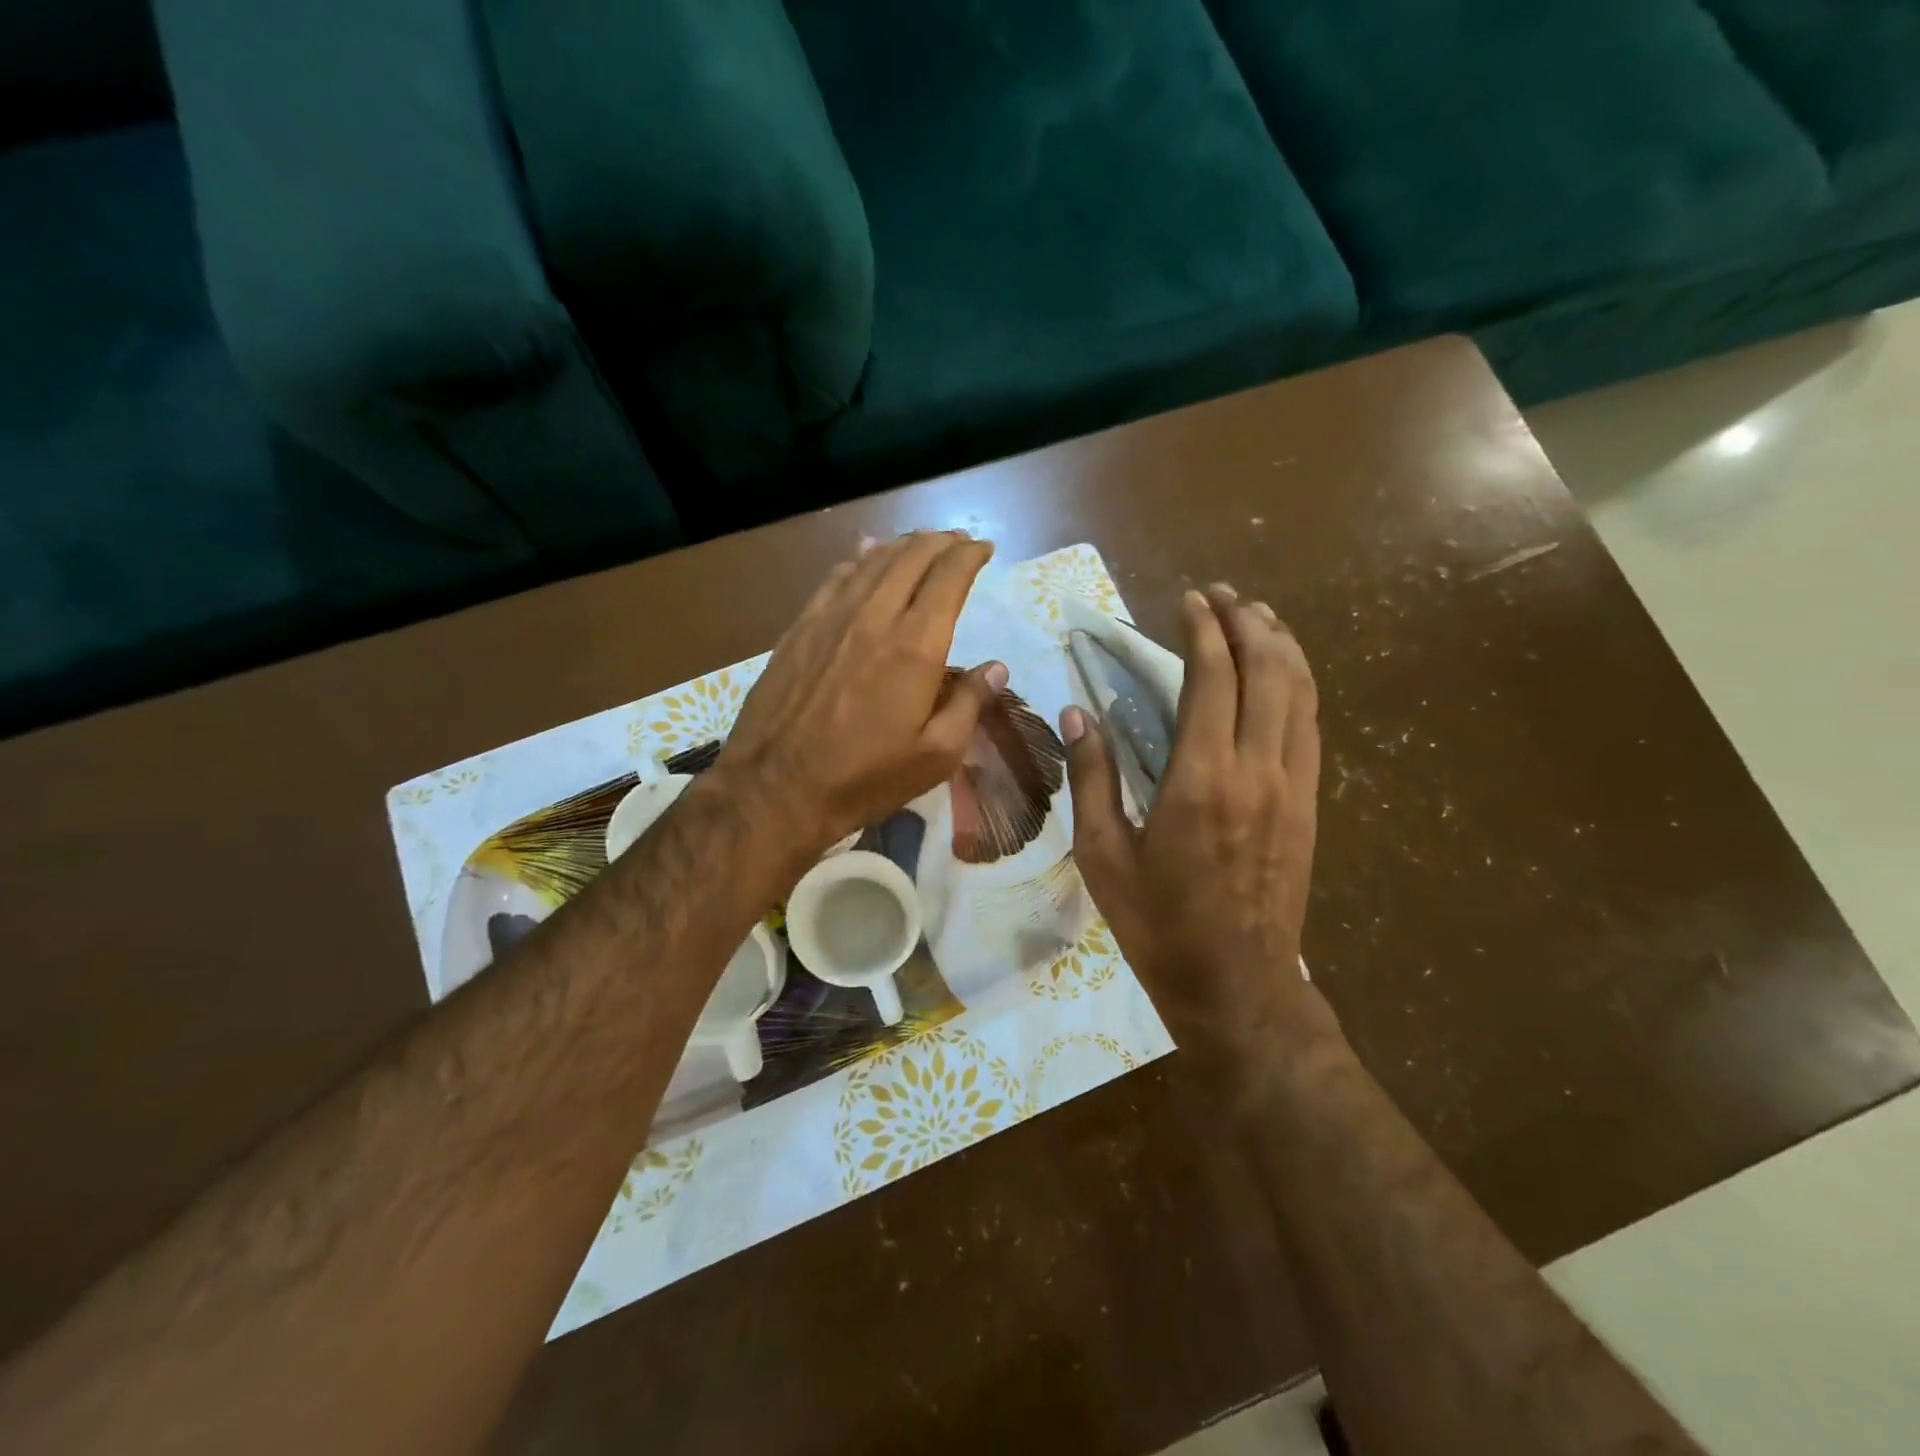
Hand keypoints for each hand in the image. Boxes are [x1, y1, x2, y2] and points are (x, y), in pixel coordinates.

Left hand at [715, 531, 1007, 861]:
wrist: (775, 787)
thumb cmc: (865, 777)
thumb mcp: (935, 755)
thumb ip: (969, 704)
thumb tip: (996, 668)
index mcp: (915, 645)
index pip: (949, 577)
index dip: (970, 555)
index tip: (984, 549)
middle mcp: (874, 616)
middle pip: (912, 556)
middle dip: (941, 542)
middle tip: (958, 542)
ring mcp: (831, 617)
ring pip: (873, 560)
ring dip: (903, 545)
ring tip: (921, 544)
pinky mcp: (800, 628)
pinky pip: (836, 577)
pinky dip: (860, 559)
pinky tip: (866, 556)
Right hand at [1062, 585, 1333, 1082]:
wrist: (1237, 984)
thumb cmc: (1158, 924)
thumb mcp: (1103, 856)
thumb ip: (1093, 778)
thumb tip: (1079, 715)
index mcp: (1201, 779)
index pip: (1212, 678)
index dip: (1204, 630)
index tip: (1189, 600)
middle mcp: (1257, 770)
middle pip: (1269, 670)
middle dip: (1248, 622)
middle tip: (1224, 596)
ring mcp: (1294, 786)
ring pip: (1301, 692)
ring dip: (1282, 645)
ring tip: (1259, 616)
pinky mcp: (1311, 805)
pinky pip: (1312, 725)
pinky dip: (1300, 684)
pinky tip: (1284, 673)